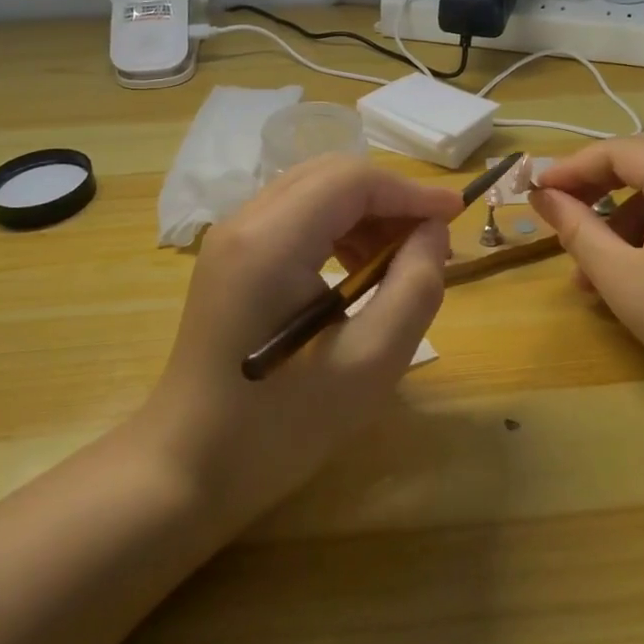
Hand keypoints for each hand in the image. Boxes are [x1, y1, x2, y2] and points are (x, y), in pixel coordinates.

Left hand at [137, 154, 462, 524]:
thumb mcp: (370, 363)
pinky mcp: (229, 258)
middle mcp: (243, 223)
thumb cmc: (281, 425)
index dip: (410, 190)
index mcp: (271, 242)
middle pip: (330, 175)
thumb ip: (414, 287)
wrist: (188, 468)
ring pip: (312, 191)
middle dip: (388, 198)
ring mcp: (229, 238)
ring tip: (398, 260)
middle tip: (430, 240)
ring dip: (363, 212)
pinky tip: (356, 271)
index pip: (351, 180)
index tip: (455, 215)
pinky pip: (293, 217)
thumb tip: (431, 232)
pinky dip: (335, 228)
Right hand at [529, 136, 643, 428]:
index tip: (534, 192)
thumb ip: (576, 228)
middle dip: (596, 184)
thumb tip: (541, 195)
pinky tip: (633, 265)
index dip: (571, 169)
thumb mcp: (623, 279)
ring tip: (591, 265)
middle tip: (558, 213)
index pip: (619, 151)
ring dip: (624, 210)